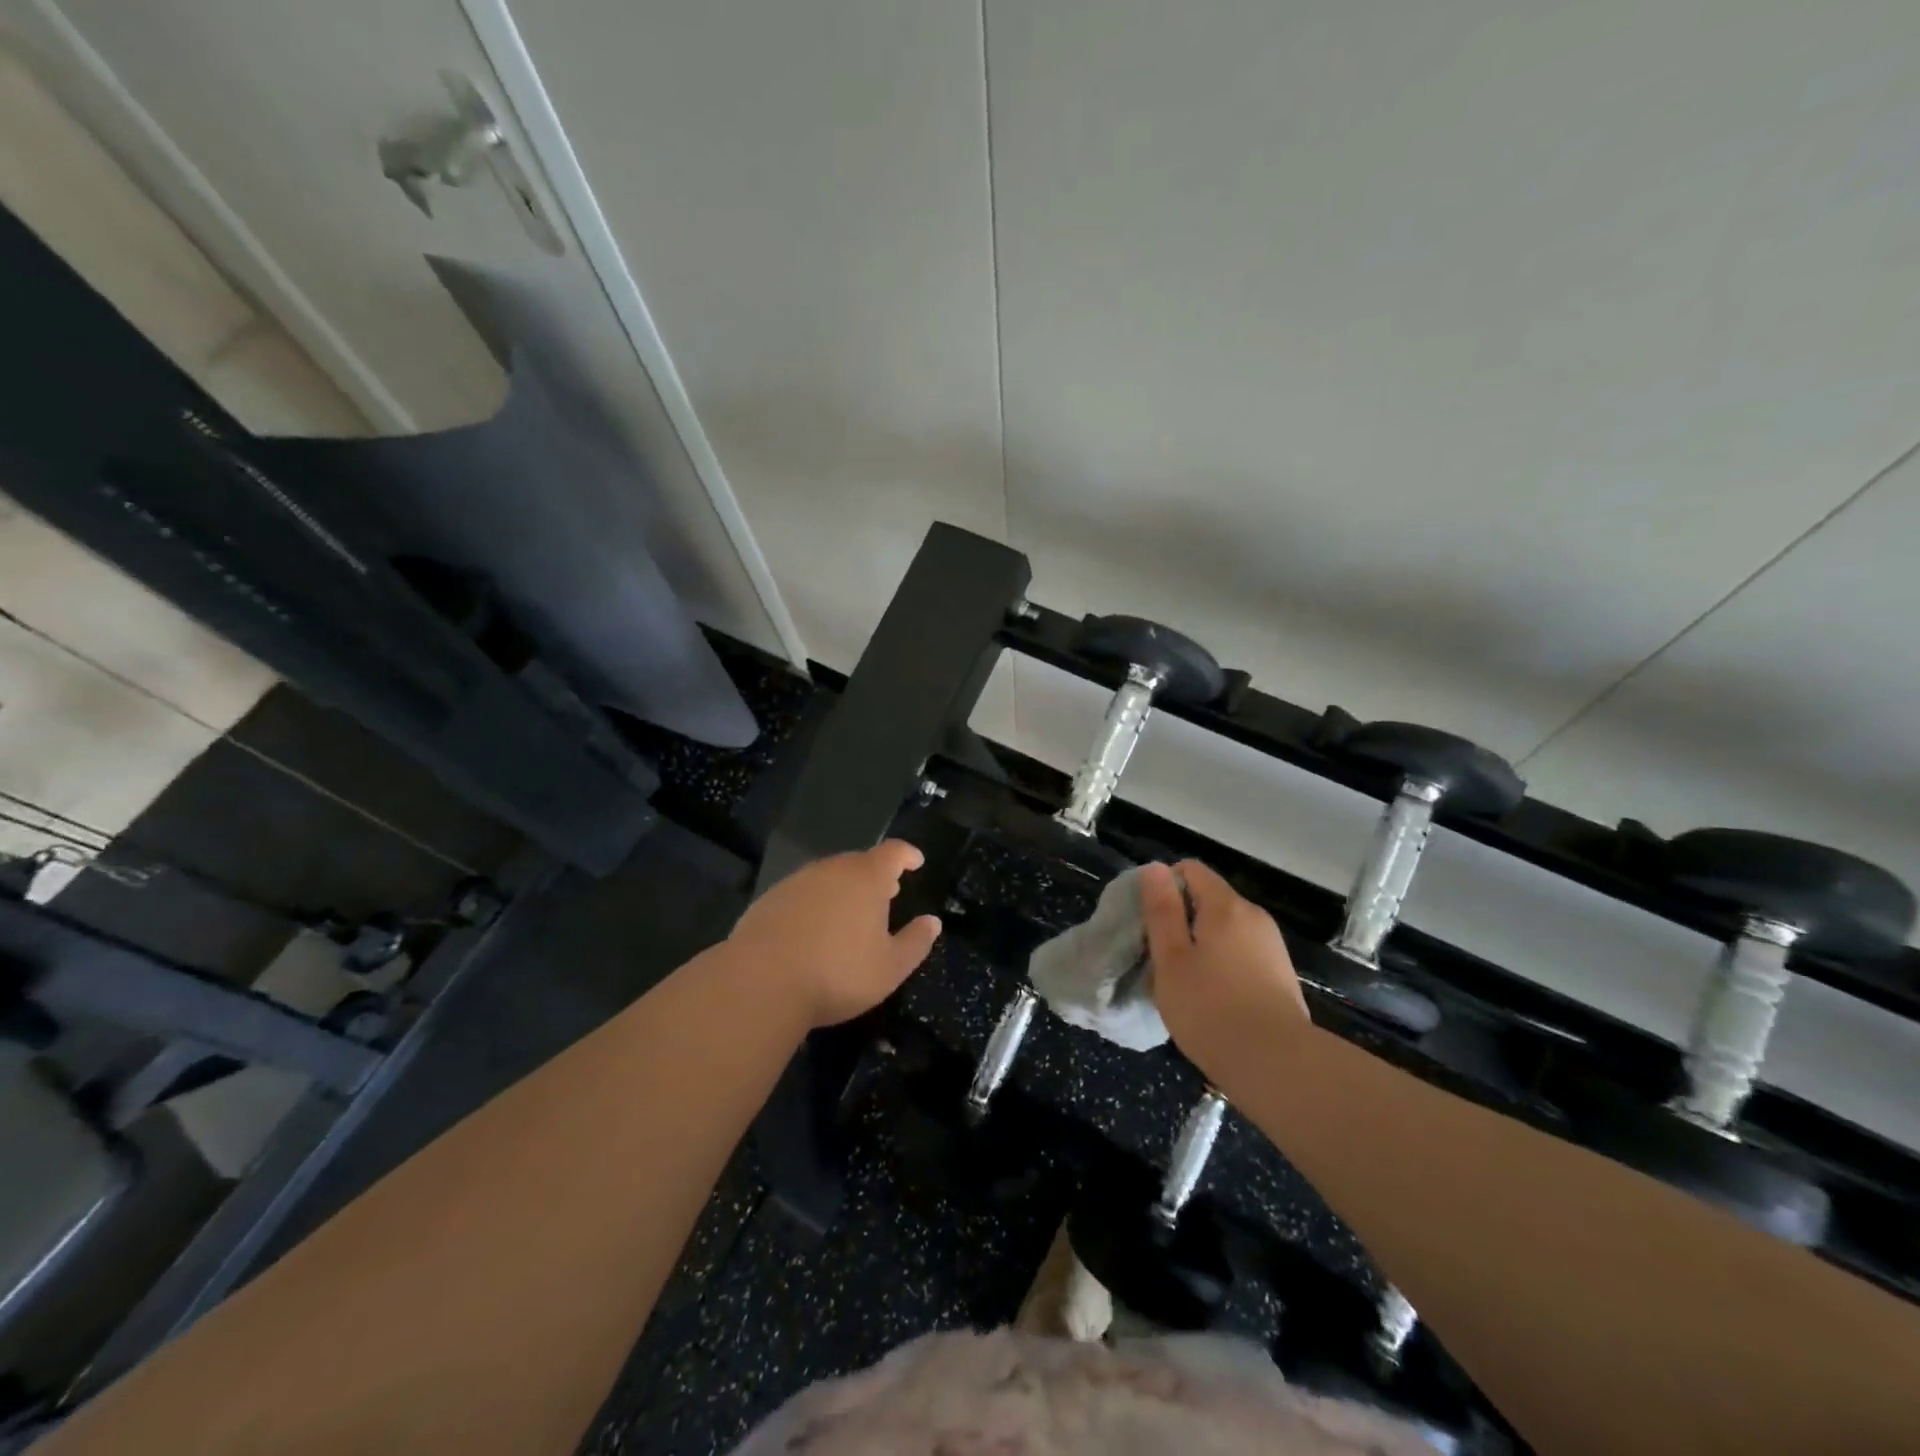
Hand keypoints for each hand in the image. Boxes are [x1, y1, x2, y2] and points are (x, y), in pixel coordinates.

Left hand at [728, 840, 941, 1027]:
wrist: (760, 982)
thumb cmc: (837, 973)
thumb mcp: (890, 968)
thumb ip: (916, 942)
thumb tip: (932, 922)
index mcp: (866, 878)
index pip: (893, 852)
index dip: (907, 855)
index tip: (916, 861)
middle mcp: (831, 869)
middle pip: (859, 862)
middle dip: (876, 875)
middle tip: (887, 892)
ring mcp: (796, 882)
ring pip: (828, 877)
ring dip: (844, 889)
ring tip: (851, 913)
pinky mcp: (769, 900)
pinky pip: (802, 894)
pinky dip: (815, 904)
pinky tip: (813, 930)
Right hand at [1140, 859, 1308, 1085]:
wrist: (1278, 1067)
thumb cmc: (1211, 1009)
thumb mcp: (1171, 959)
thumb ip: (1161, 911)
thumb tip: (1155, 868)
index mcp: (1226, 906)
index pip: (1191, 870)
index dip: (1164, 886)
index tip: (1149, 921)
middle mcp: (1254, 917)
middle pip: (1209, 899)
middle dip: (1181, 920)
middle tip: (1161, 958)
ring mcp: (1271, 946)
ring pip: (1225, 930)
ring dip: (1201, 945)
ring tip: (1185, 983)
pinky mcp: (1280, 975)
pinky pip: (1241, 954)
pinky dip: (1222, 965)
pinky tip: (1213, 1000)